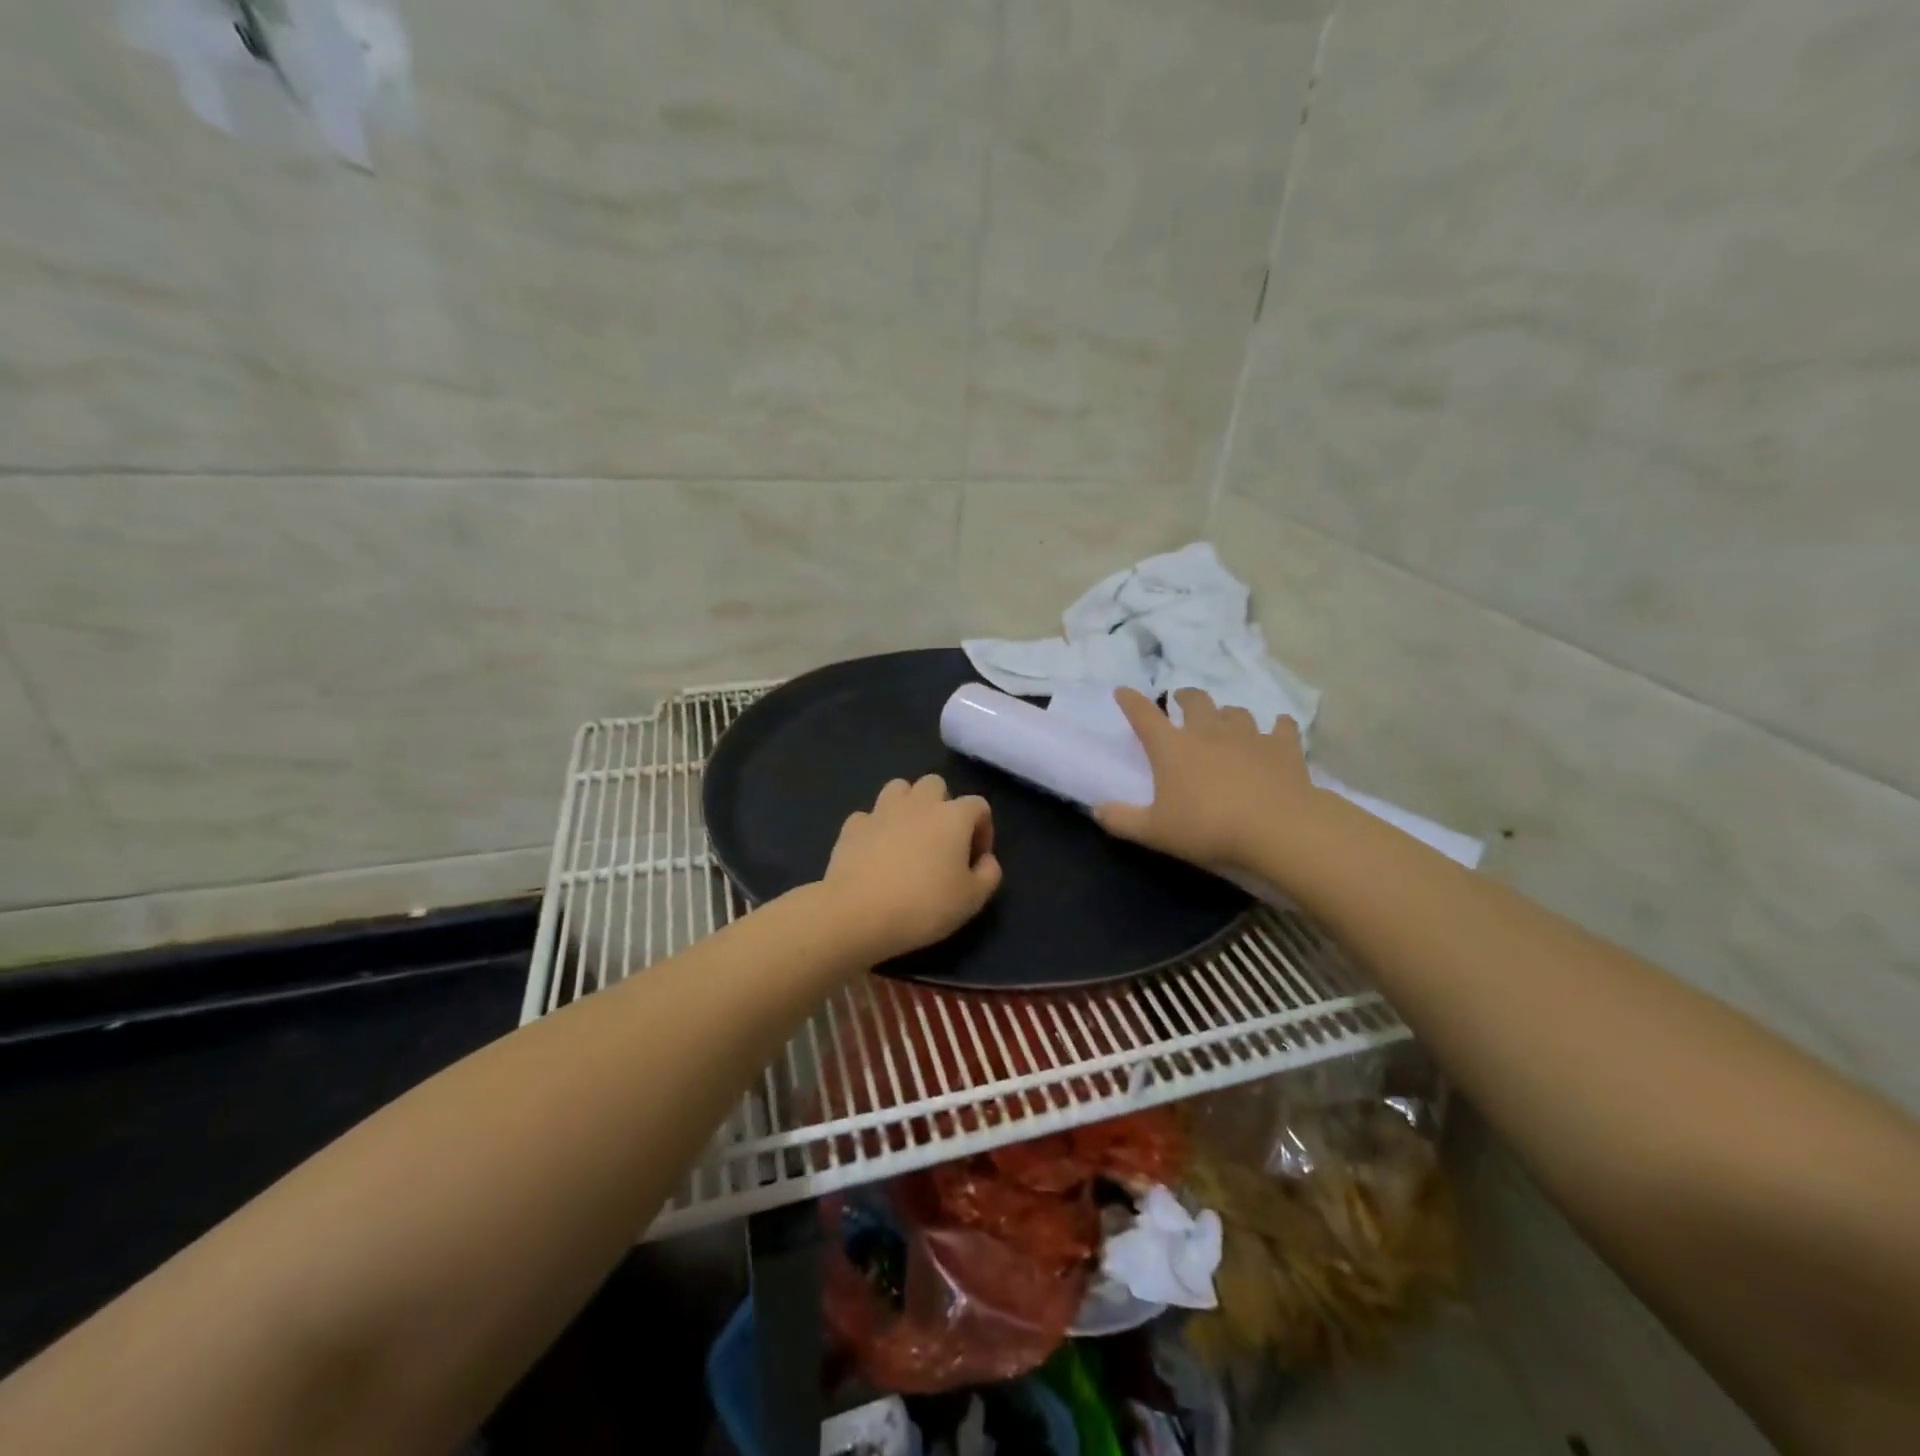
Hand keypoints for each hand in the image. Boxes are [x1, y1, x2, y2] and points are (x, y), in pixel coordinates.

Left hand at [822, 775, 1002, 961]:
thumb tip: (986, 860)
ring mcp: (881, 811)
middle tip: (941, 840)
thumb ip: (989, 875)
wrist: (858, 913)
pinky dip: (875, 828)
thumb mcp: (972, 900)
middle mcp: (918, 804)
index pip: (979, 805)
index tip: (975, 859)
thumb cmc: (923, 906)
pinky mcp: (852, 826)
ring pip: (899, 788)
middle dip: (942, 805)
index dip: (983, 829)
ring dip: (907, 805)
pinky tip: (875, 851)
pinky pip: (868, 816)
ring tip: (908, 836)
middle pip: (935, 784)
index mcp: (953, 817)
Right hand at [1095, 688, 1322, 873]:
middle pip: (1195, 701)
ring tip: (1225, 720)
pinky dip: (1277, 727)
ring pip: (1235, 712)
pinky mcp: (1283, 747)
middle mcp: (1208, 732)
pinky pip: (1281, 727)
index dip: (1131, 701)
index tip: (1123, 691)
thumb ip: (1122, 820)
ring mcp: (1249, 736)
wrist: (1277, 829)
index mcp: (1172, 748)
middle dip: (1185, 697)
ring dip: (1227, 713)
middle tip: (1182, 701)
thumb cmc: (1208, 828)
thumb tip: (1096, 810)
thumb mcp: (1155, 831)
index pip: (1144, 716)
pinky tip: (1278, 730)